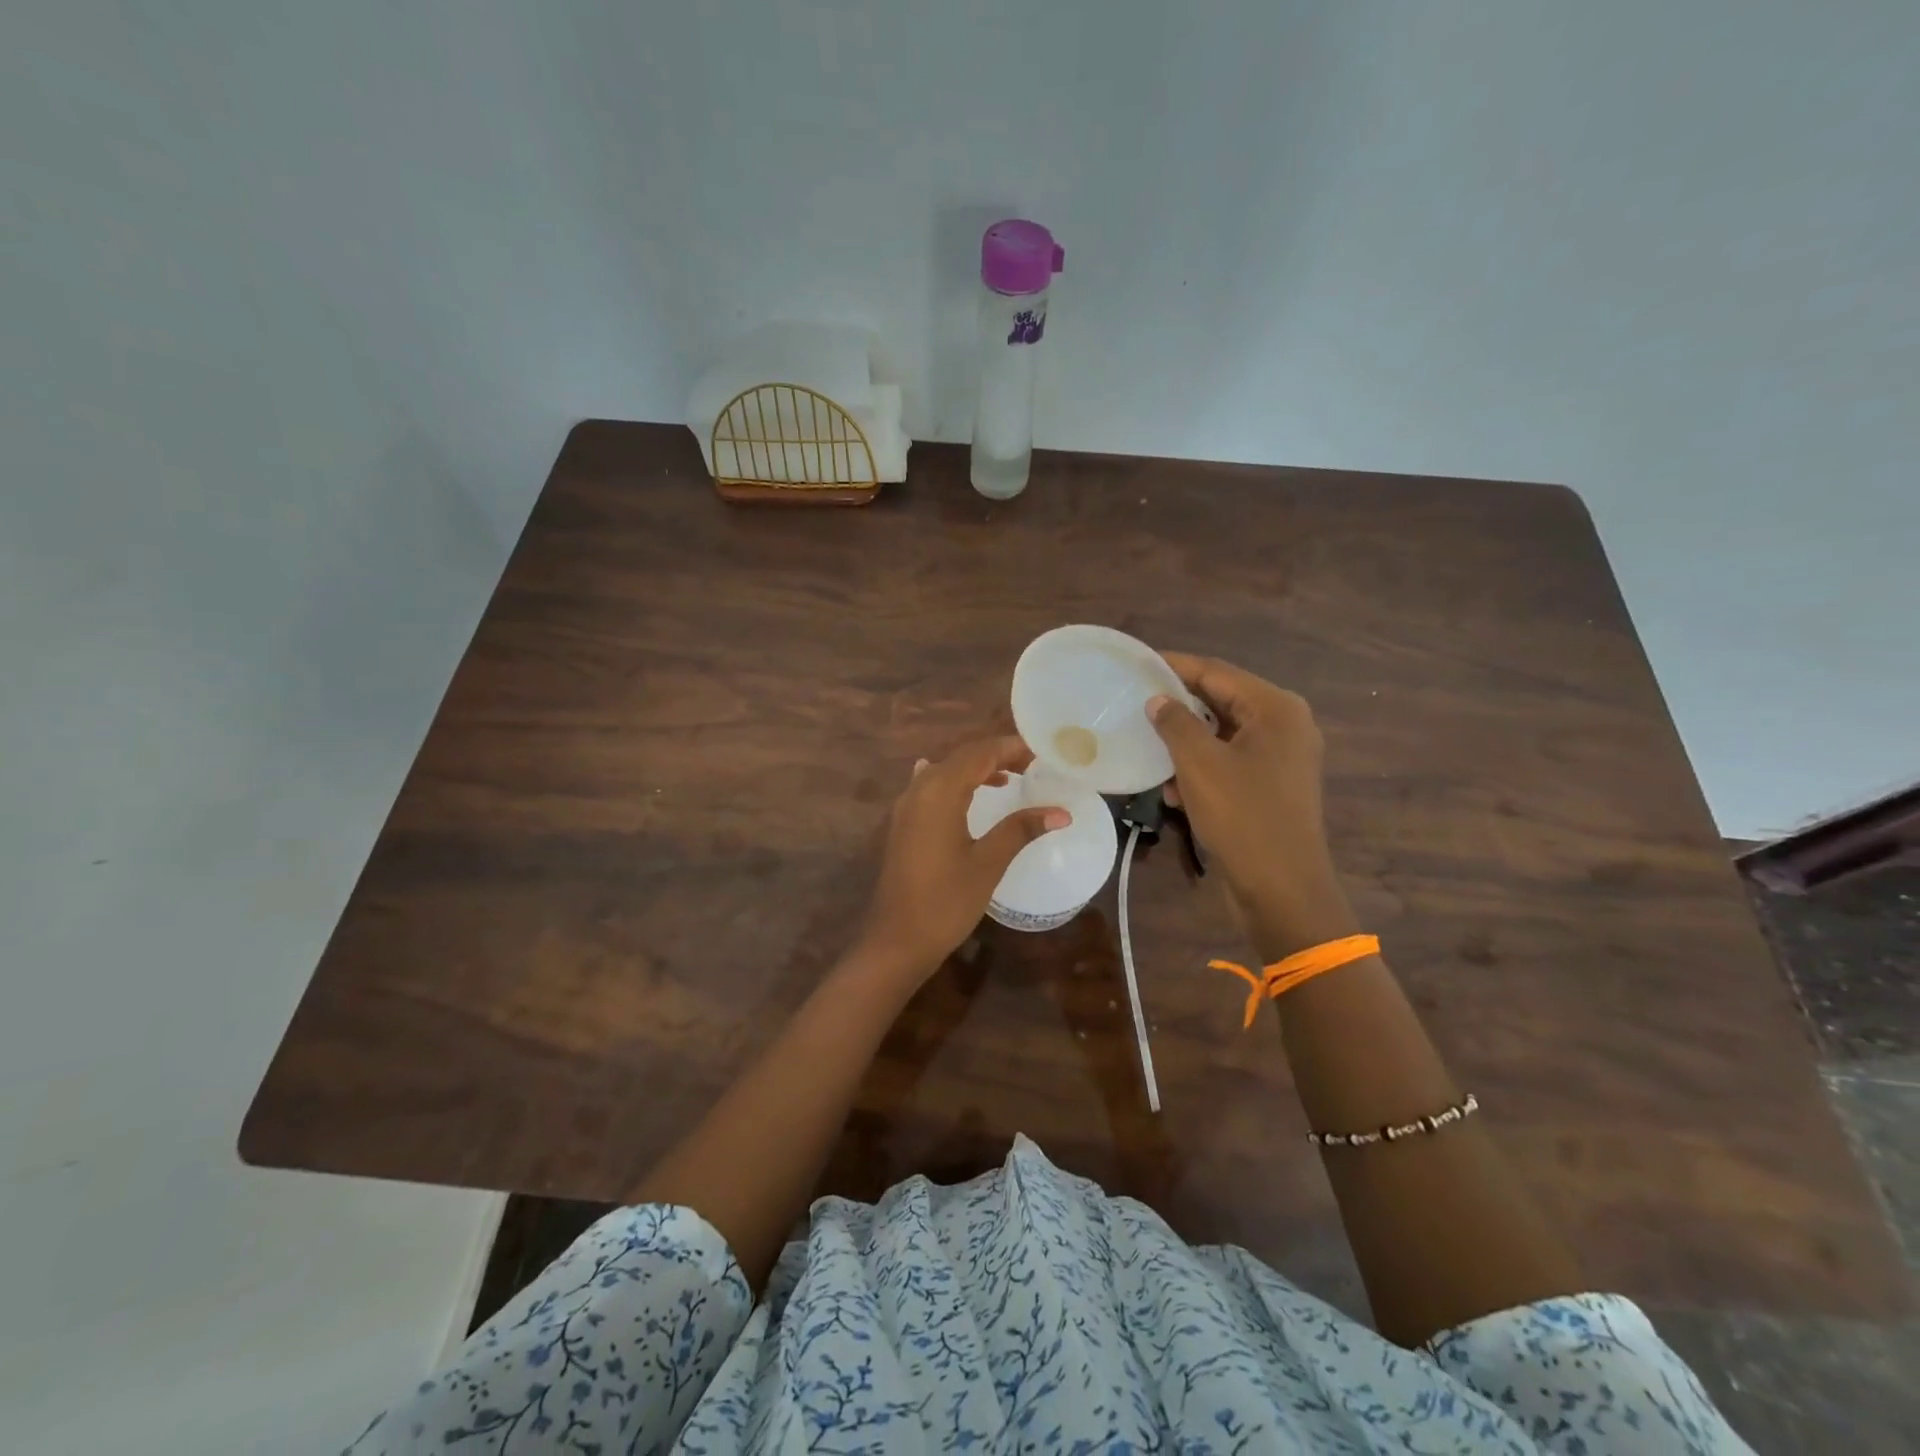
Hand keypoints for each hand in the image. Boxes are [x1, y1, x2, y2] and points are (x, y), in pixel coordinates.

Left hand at [852, 736, 1068, 980]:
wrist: (897, 939)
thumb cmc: (946, 901)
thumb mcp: (988, 863)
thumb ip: (1021, 830)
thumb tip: (1061, 812)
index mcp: (940, 791)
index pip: (980, 753)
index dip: (1011, 748)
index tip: (1042, 753)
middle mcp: (919, 789)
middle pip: (961, 757)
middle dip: (996, 755)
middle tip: (1033, 765)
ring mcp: (906, 806)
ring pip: (945, 771)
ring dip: (976, 769)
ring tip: (1011, 778)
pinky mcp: (903, 824)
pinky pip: (931, 788)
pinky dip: (957, 784)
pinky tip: (968, 791)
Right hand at [1148, 654, 1357, 959]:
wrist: (1281, 889)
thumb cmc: (1242, 816)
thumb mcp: (1199, 764)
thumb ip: (1175, 723)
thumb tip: (1158, 700)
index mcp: (1275, 708)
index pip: (1216, 672)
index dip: (1174, 666)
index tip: (1137, 663)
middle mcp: (1284, 725)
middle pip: (1221, 701)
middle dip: (1178, 707)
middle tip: (1135, 702)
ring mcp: (1282, 757)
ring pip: (1222, 734)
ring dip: (1185, 743)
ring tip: (1149, 751)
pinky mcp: (1272, 786)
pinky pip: (1230, 761)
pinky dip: (1201, 768)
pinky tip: (1172, 790)